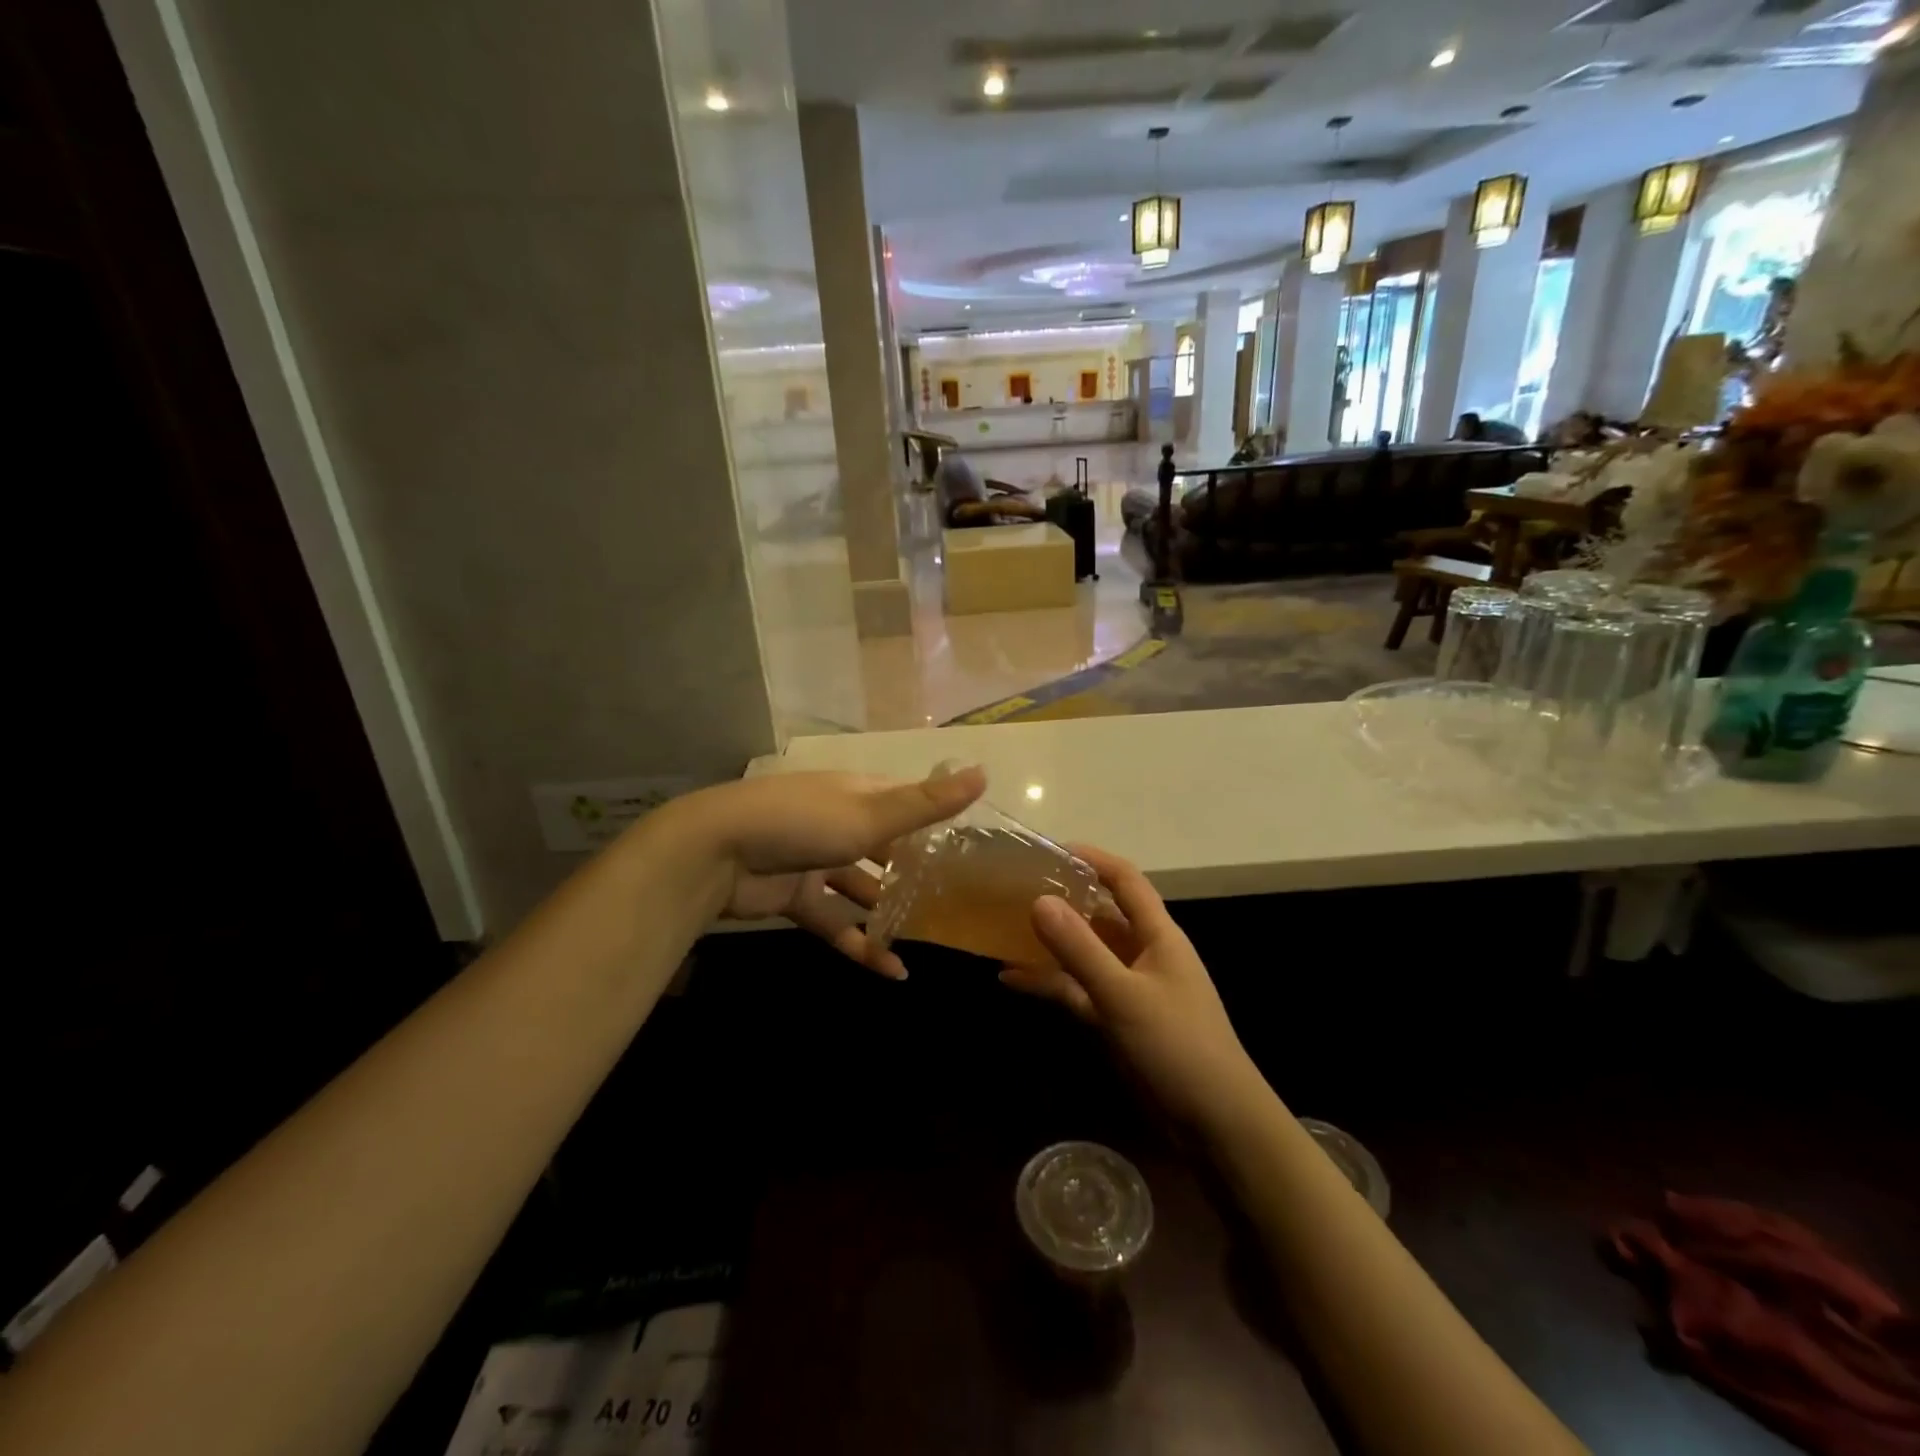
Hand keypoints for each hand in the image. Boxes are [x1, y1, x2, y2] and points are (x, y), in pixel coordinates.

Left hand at [656, 765, 985, 978]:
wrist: (715, 853)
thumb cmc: (802, 823)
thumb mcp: (871, 813)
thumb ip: (927, 804)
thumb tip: (985, 772)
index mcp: (856, 794)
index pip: (905, 802)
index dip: (934, 820)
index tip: (969, 848)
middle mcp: (838, 822)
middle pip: (885, 847)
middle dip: (914, 872)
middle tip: (954, 902)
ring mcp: (815, 861)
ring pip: (861, 887)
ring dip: (889, 912)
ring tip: (929, 939)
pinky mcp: (796, 897)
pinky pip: (837, 921)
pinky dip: (861, 944)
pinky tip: (892, 971)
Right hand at [1000, 847, 1263, 1127]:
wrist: (1217, 1125)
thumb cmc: (1178, 1046)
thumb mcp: (1123, 995)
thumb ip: (1080, 949)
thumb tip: (1038, 900)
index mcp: (1158, 935)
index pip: (1125, 880)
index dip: (1091, 859)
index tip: (1048, 850)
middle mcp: (1144, 953)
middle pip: (1100, 914)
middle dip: (1062, 901)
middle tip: (1014, 890)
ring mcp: (1131, 988)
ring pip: (1085, 954)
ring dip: (1050, 944)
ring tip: (1003, 930)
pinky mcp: (1119, 1020)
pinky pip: (1079, 991)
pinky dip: (1050, 983)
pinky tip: (1011, 980)